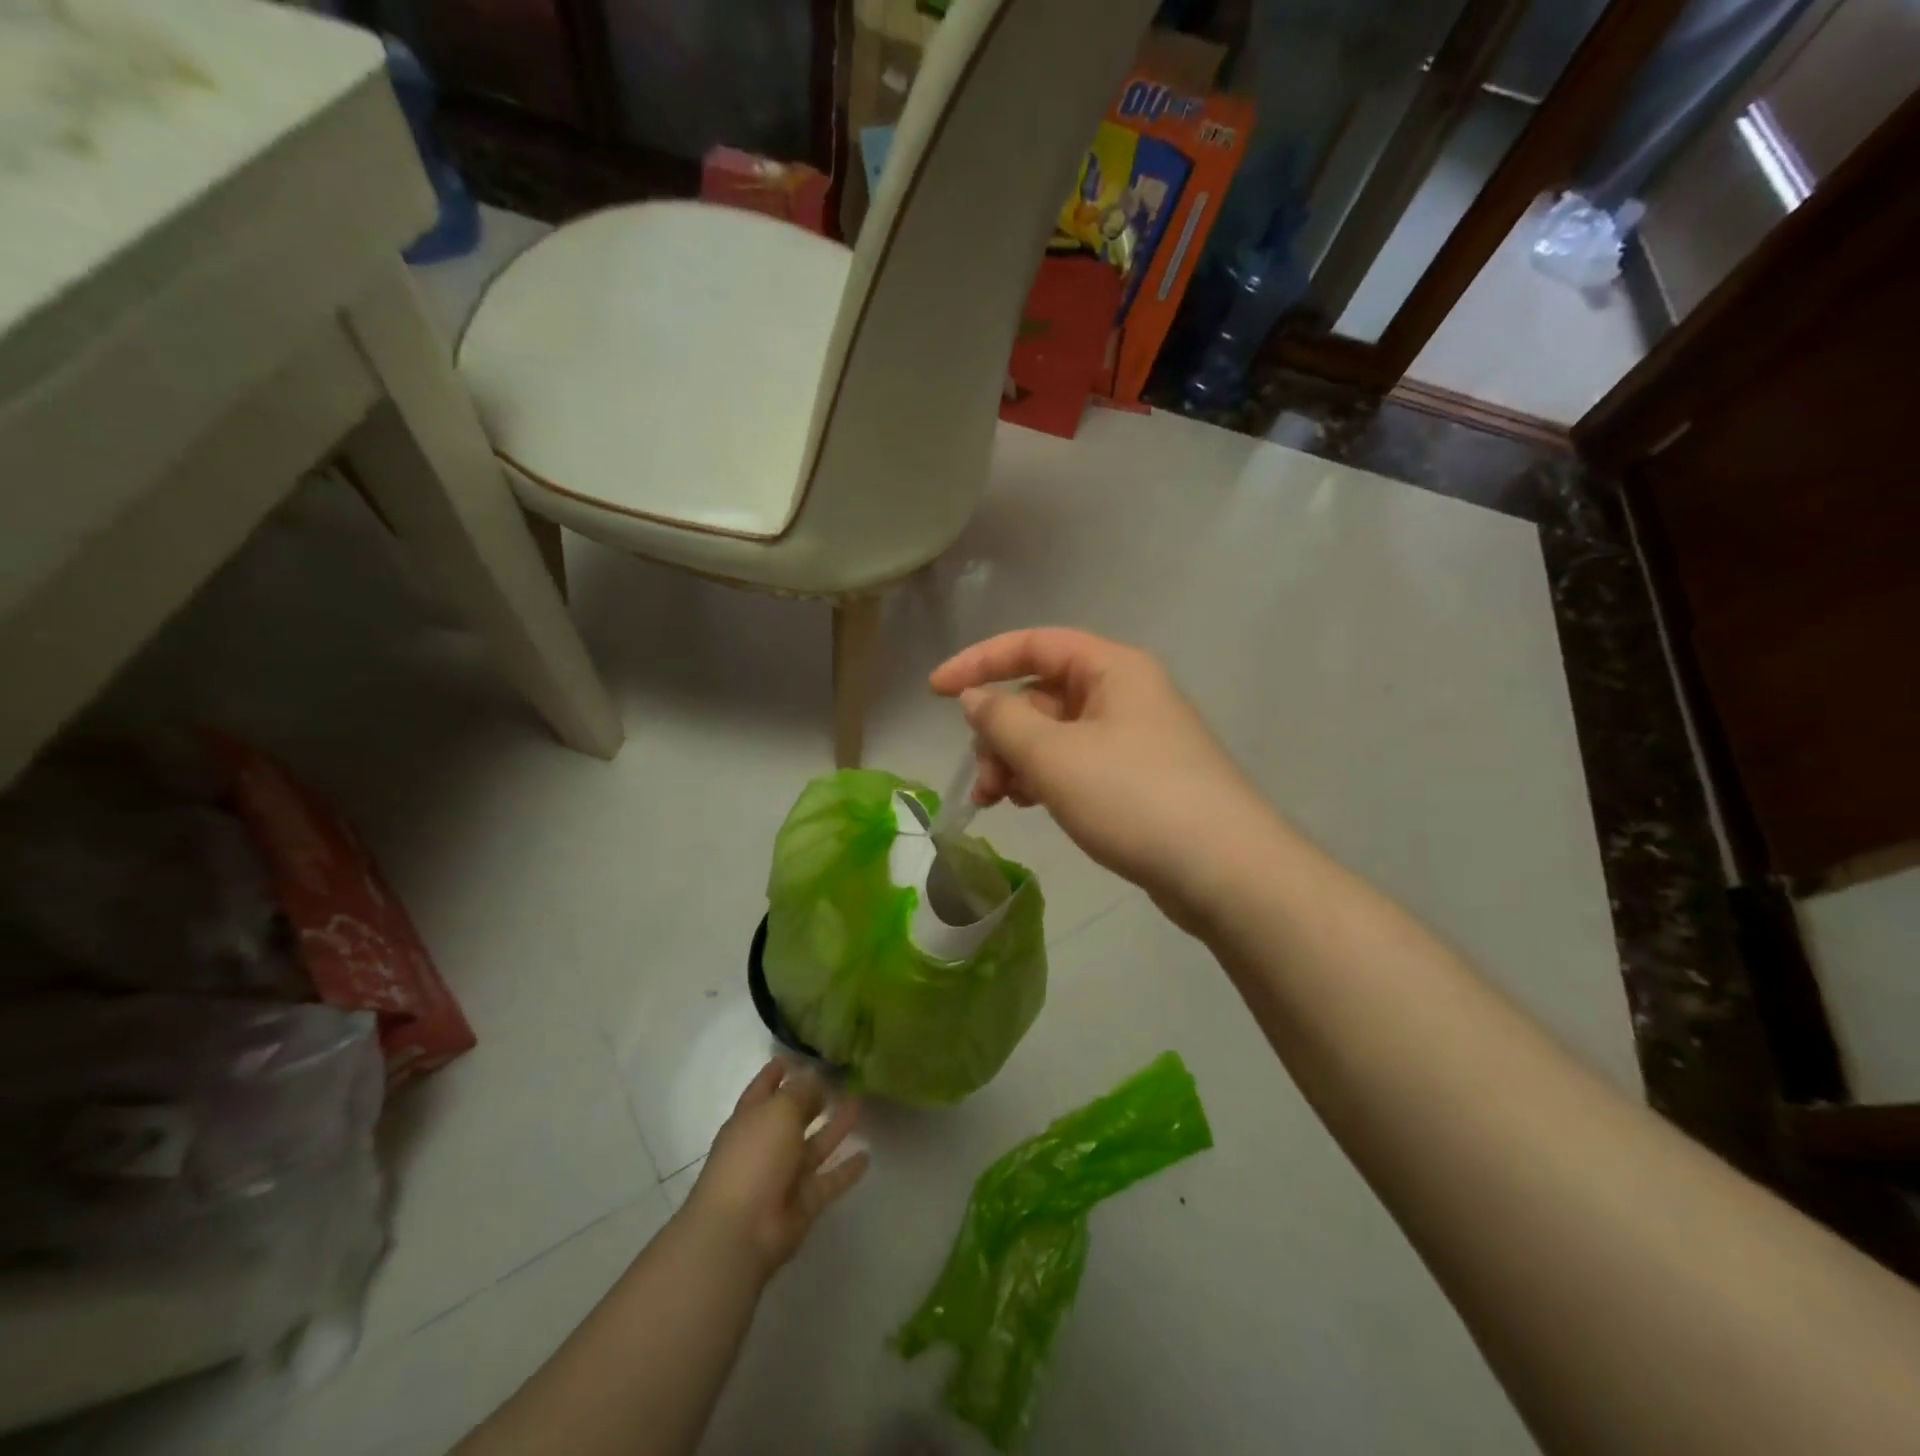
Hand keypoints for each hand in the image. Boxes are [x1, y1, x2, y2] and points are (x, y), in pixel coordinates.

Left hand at [684, 1060, 868, 1276]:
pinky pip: (828, 1180)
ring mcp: (784, 1176)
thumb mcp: (779, 1111)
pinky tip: (867, 1155)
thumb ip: (800, 1093)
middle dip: (813, 1099)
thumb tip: (814, 1078)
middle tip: (841, 1078)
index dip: (776, 1071)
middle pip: (793, 1116)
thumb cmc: (754, 1158)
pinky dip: (846, 1170)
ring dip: (835, 1127)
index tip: (794, 1056)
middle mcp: (767, 1144)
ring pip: (815, 1145)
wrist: (740, 1231)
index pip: (764, 1088)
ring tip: (860, 1104)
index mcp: (750, 1118)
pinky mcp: (803, 1203)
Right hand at [929, 628, 1274, 925]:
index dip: (979, 661)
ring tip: (998, 801)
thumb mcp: (1055, 756)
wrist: (1226, 872)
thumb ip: (1004, 721)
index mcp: (1112, 669)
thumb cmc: (1135, 798)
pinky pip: (1076, 764)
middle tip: (984, 779)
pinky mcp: (1138, 779)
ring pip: (1056, 734)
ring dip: (1018, 760)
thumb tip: (976, 698)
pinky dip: (1046, 779)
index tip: (935, 691)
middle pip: (1042, 695)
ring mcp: (1135, 738)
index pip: (1034, 645)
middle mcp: (1125, 694)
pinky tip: (1031, 806)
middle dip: (1000, 731)